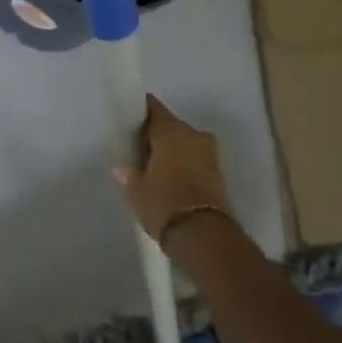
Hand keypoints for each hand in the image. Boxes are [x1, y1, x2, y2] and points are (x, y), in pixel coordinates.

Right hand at [112, 95, 232, 244]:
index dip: (140, 111)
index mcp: (171, 131)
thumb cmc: (163, 203)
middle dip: (156, 134)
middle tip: (138, 147)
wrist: (203, 235)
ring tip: (153, 165)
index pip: (153, 108)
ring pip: (185, 142)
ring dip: (172, 150)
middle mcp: (193, 134)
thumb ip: (129, 173)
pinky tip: (169, 177)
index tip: (129, 119)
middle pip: (171, 125)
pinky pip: (195, 159)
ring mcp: (209, 153)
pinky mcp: (218, 173)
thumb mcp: (136, 189)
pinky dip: (183, 163)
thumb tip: (123, 167)